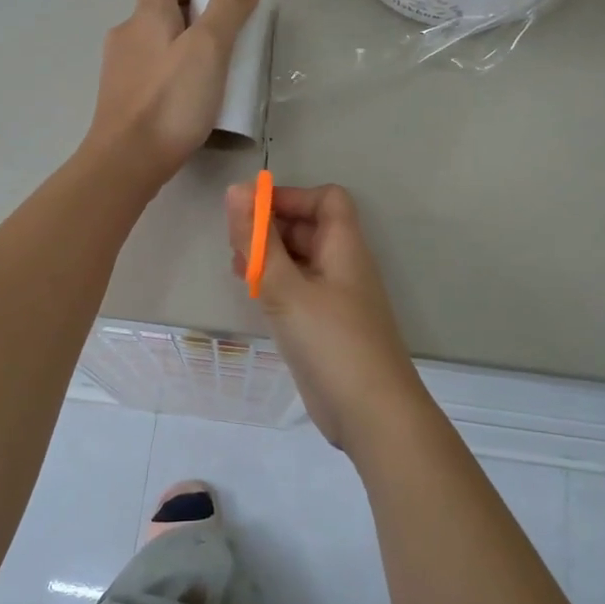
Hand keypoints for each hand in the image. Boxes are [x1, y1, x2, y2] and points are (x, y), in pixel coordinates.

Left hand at [86, 0, 262, 186]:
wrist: (126, 161)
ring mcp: (117, 72)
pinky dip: (167, 85)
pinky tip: (185, 110)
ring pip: (153, 50)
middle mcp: (125, 36)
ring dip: (179, 57)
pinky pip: (147, 80)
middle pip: (158, 14)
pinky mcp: (118, 103)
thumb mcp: (209, 49)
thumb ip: (229, 7)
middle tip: (221, 52)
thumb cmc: (170, 101)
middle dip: (191, 25)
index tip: (217, 12)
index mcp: (145, 15)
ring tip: (207, 85)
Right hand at [226, 181, 428, 451]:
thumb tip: (236, 190)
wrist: (370, 412)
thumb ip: (258, 242)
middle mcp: (343, 266)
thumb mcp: (286, 289)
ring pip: (301, 261)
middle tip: (234, 243)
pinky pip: (299, 291)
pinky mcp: (326, 327)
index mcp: (344, 247)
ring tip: (236, 269)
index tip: (252, 212)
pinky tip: (252, 297)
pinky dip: (275, 286)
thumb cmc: (331, 341)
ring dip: (270, 257)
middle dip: (271, 228)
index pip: (326, 199)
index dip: (290, 197)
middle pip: (310, 228)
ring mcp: (336, 298)